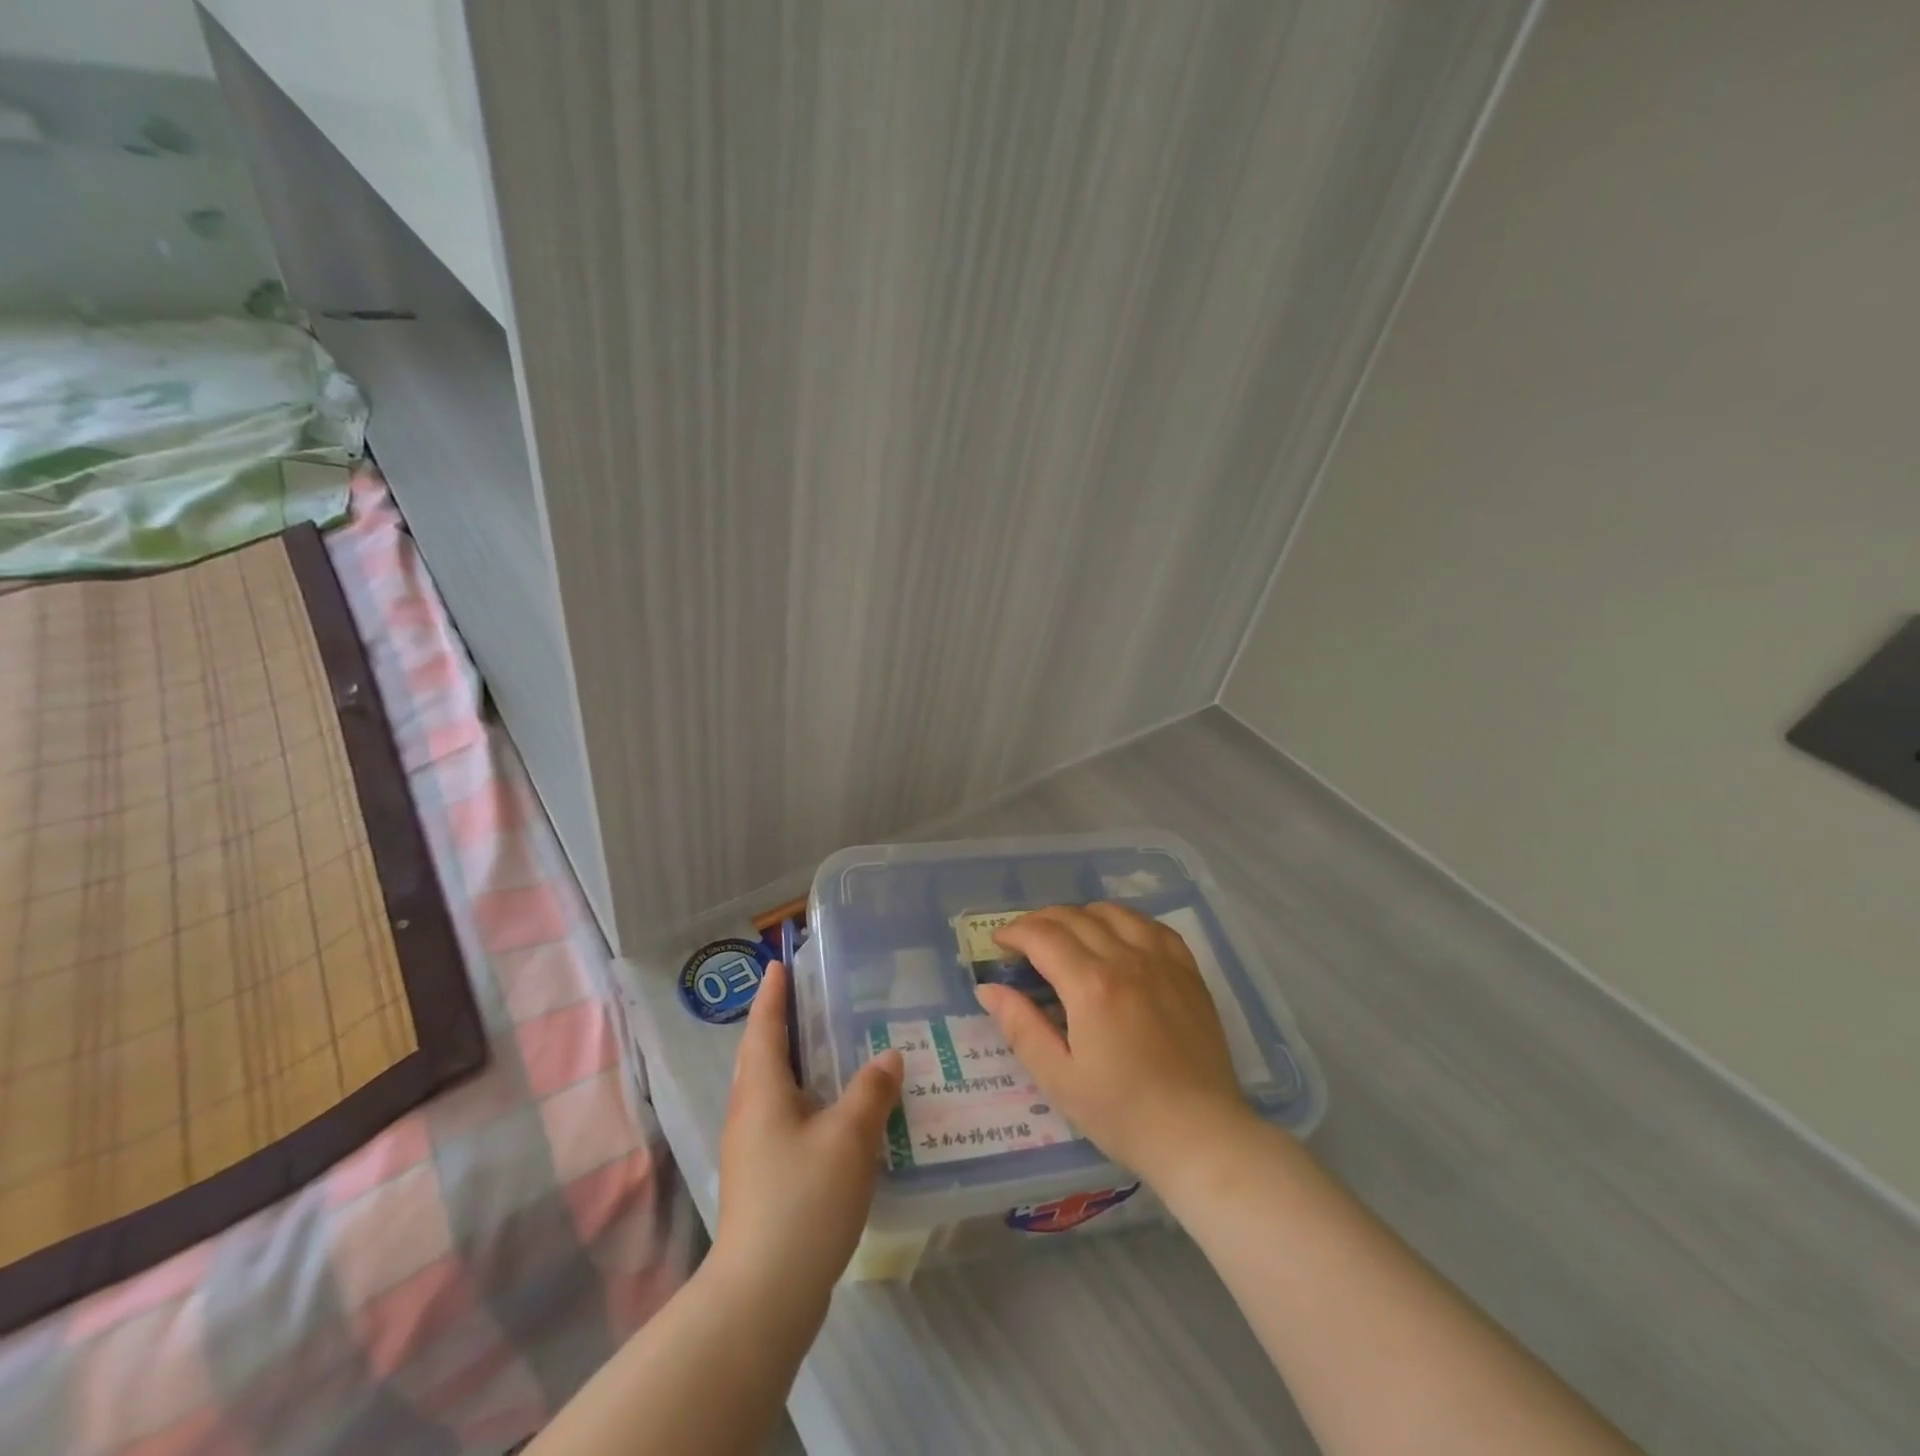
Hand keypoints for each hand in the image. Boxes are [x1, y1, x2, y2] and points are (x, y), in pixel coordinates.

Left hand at [712, 960, 904, 1300]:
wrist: (762, 1296)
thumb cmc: (802, 1200)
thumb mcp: (849, 1137)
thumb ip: (871, 1091)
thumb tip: (887, 1057)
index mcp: (761, 1092)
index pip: (764, 1028)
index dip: (772, 995)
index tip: (778, 964)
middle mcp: (749, 1114)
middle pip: (761, 1057)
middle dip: (780, 1026)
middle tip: (812, 1002)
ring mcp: (753, 1151)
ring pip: (773, 1092)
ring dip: (796, 1066)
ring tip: (833, 1052)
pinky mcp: (764, 1181)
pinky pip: (784, 1121)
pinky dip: (807, 1103)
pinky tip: (838, 1116)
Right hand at [976, 903, 1256, 1187]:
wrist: (1199, 1135)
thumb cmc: (1122, 1113)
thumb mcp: (1059, 1079)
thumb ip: (1021, 1027)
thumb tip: (989, 989)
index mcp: (1091, 985)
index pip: (1043, 936)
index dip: (1015, 933)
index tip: (999, 943)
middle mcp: (1126, 960)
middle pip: (1075, 918)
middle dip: (1041, 921)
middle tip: (1024, 940)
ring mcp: (1162, 962)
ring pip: (1115, 913)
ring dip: (1082, 915)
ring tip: (1068, 934)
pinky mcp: (1188, 973)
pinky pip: (1154, 927)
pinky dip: (1127, 921)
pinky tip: (1119, 936)